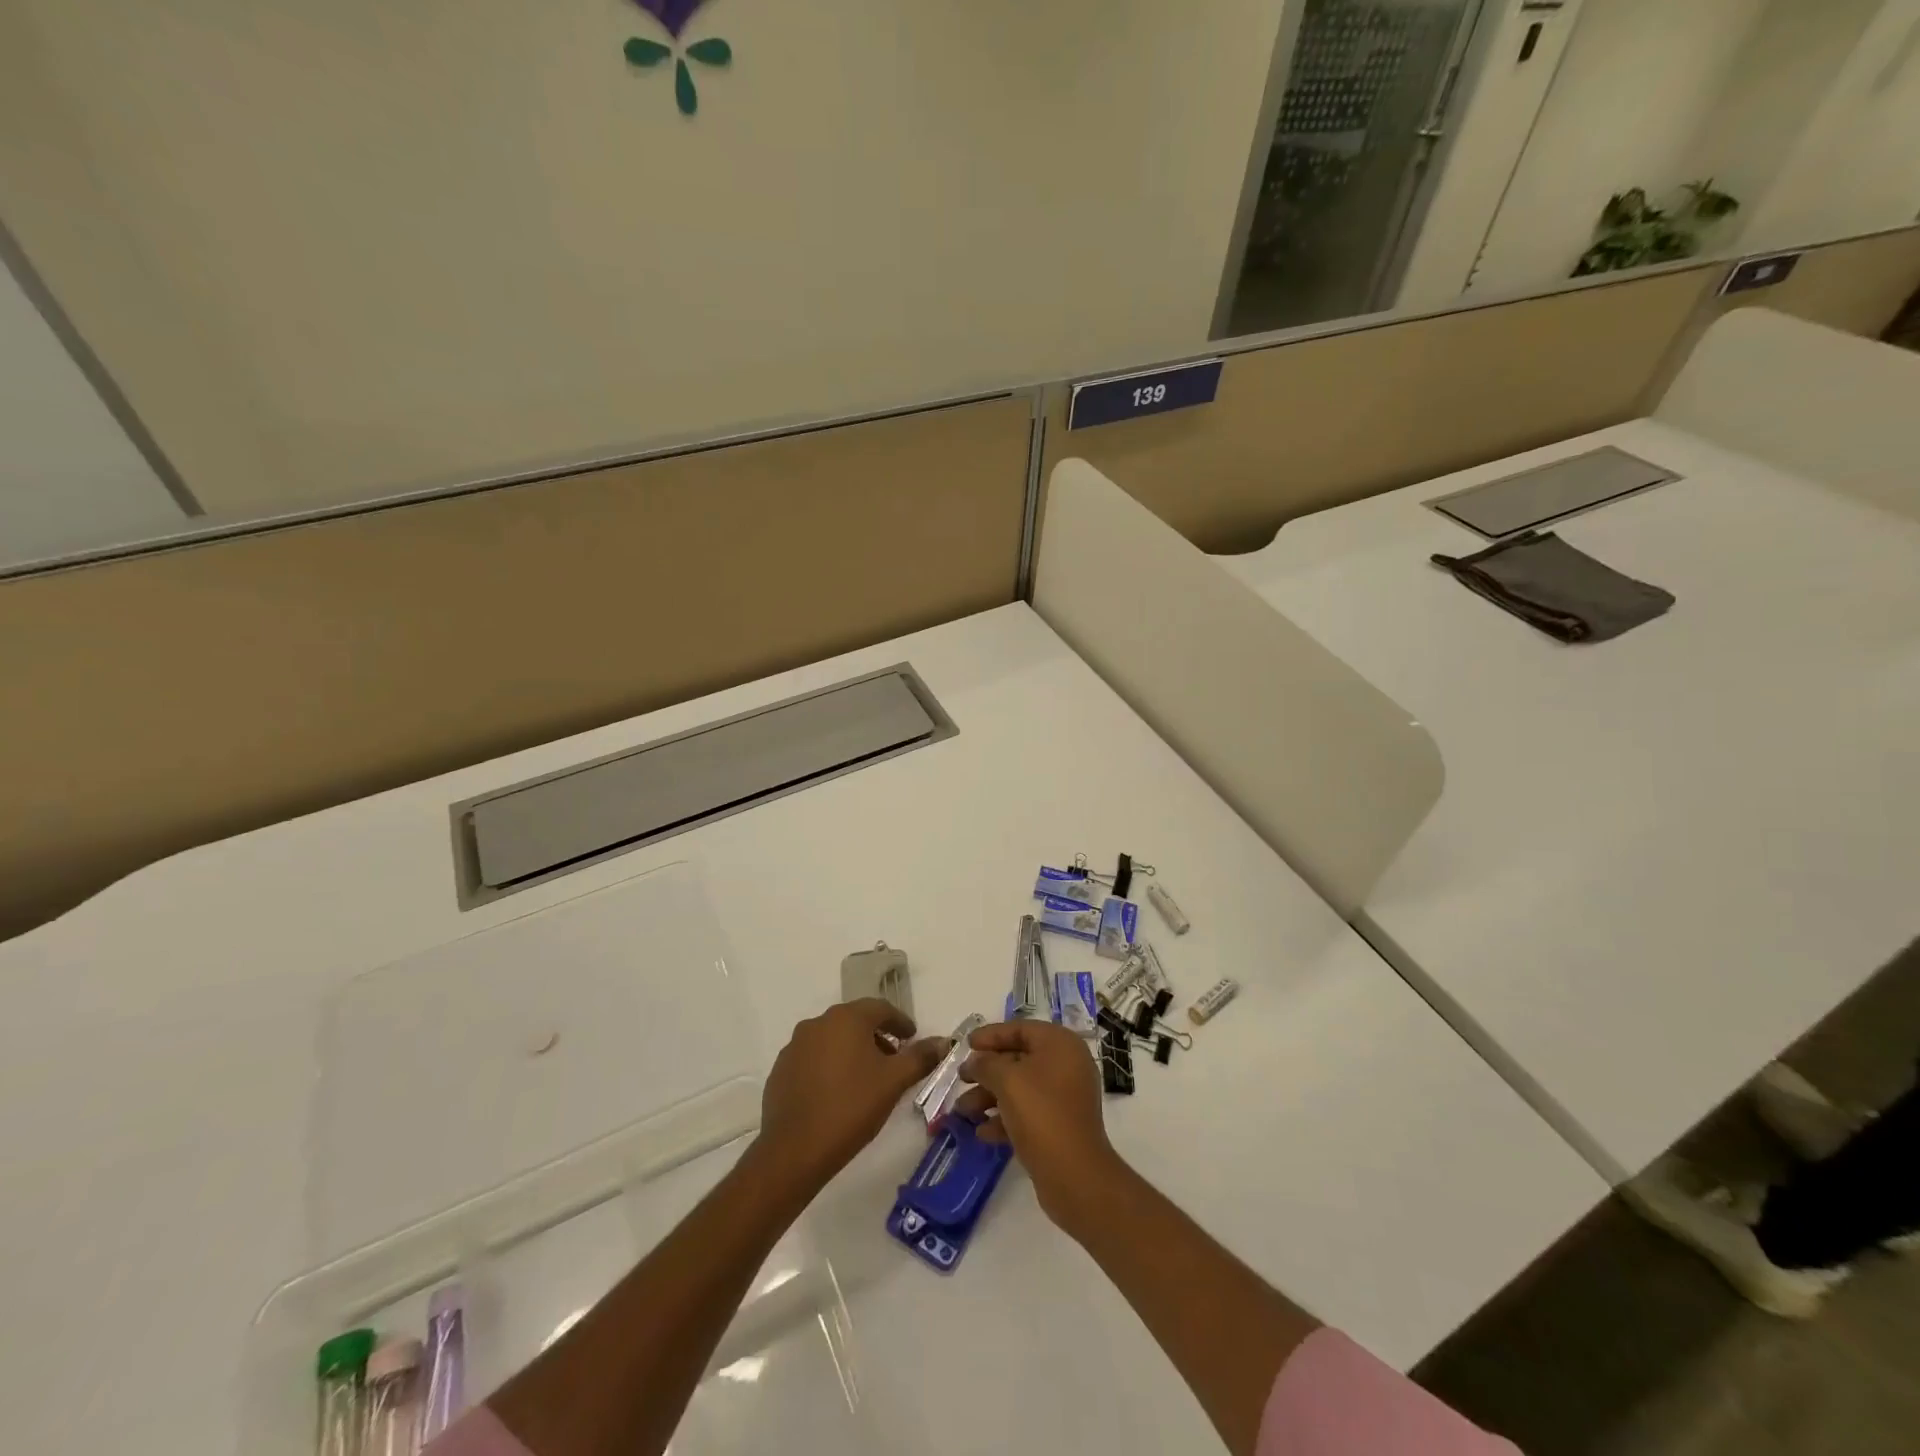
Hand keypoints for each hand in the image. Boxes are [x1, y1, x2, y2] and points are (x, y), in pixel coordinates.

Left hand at [752, 1000, 949, 1196]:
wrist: (794, 1150)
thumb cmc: (850, 1108)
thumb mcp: (893, 1082)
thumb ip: (920, 1057)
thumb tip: (944, 1041)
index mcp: (846, 1018)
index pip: (881, 1008)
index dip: (901, 1022)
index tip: (912, 1039)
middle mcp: (818, 1023)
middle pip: (855, 1021)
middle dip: (877, 1037)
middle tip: (893, 1060)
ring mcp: (795, 1046)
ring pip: (832, 1039)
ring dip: (852, 1051)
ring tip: (867, 1079)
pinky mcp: (781, 1069)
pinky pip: (813, 1058)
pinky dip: (830, 1066)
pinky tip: (838, 1092)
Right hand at [954, 1019, 1122, 1229]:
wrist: (1074, 1175)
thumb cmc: (1040, 1113)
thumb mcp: (1006, 1080)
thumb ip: (986, 1064)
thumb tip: (975, 1061)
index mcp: (1060, 1044)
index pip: (1020, 1029)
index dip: (991, 1035)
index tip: (966, 1044)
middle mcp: (1066, 1065)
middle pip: (1019, 1059)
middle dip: (986, 1072)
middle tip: (961, 1079)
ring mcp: (1065, 1097)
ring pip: (1020, 1088)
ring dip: (990, 1097)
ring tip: (963, 1111)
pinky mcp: (1060, 1126)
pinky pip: (1028, 1112)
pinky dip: (1005, 1118)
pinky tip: (982, 1133)